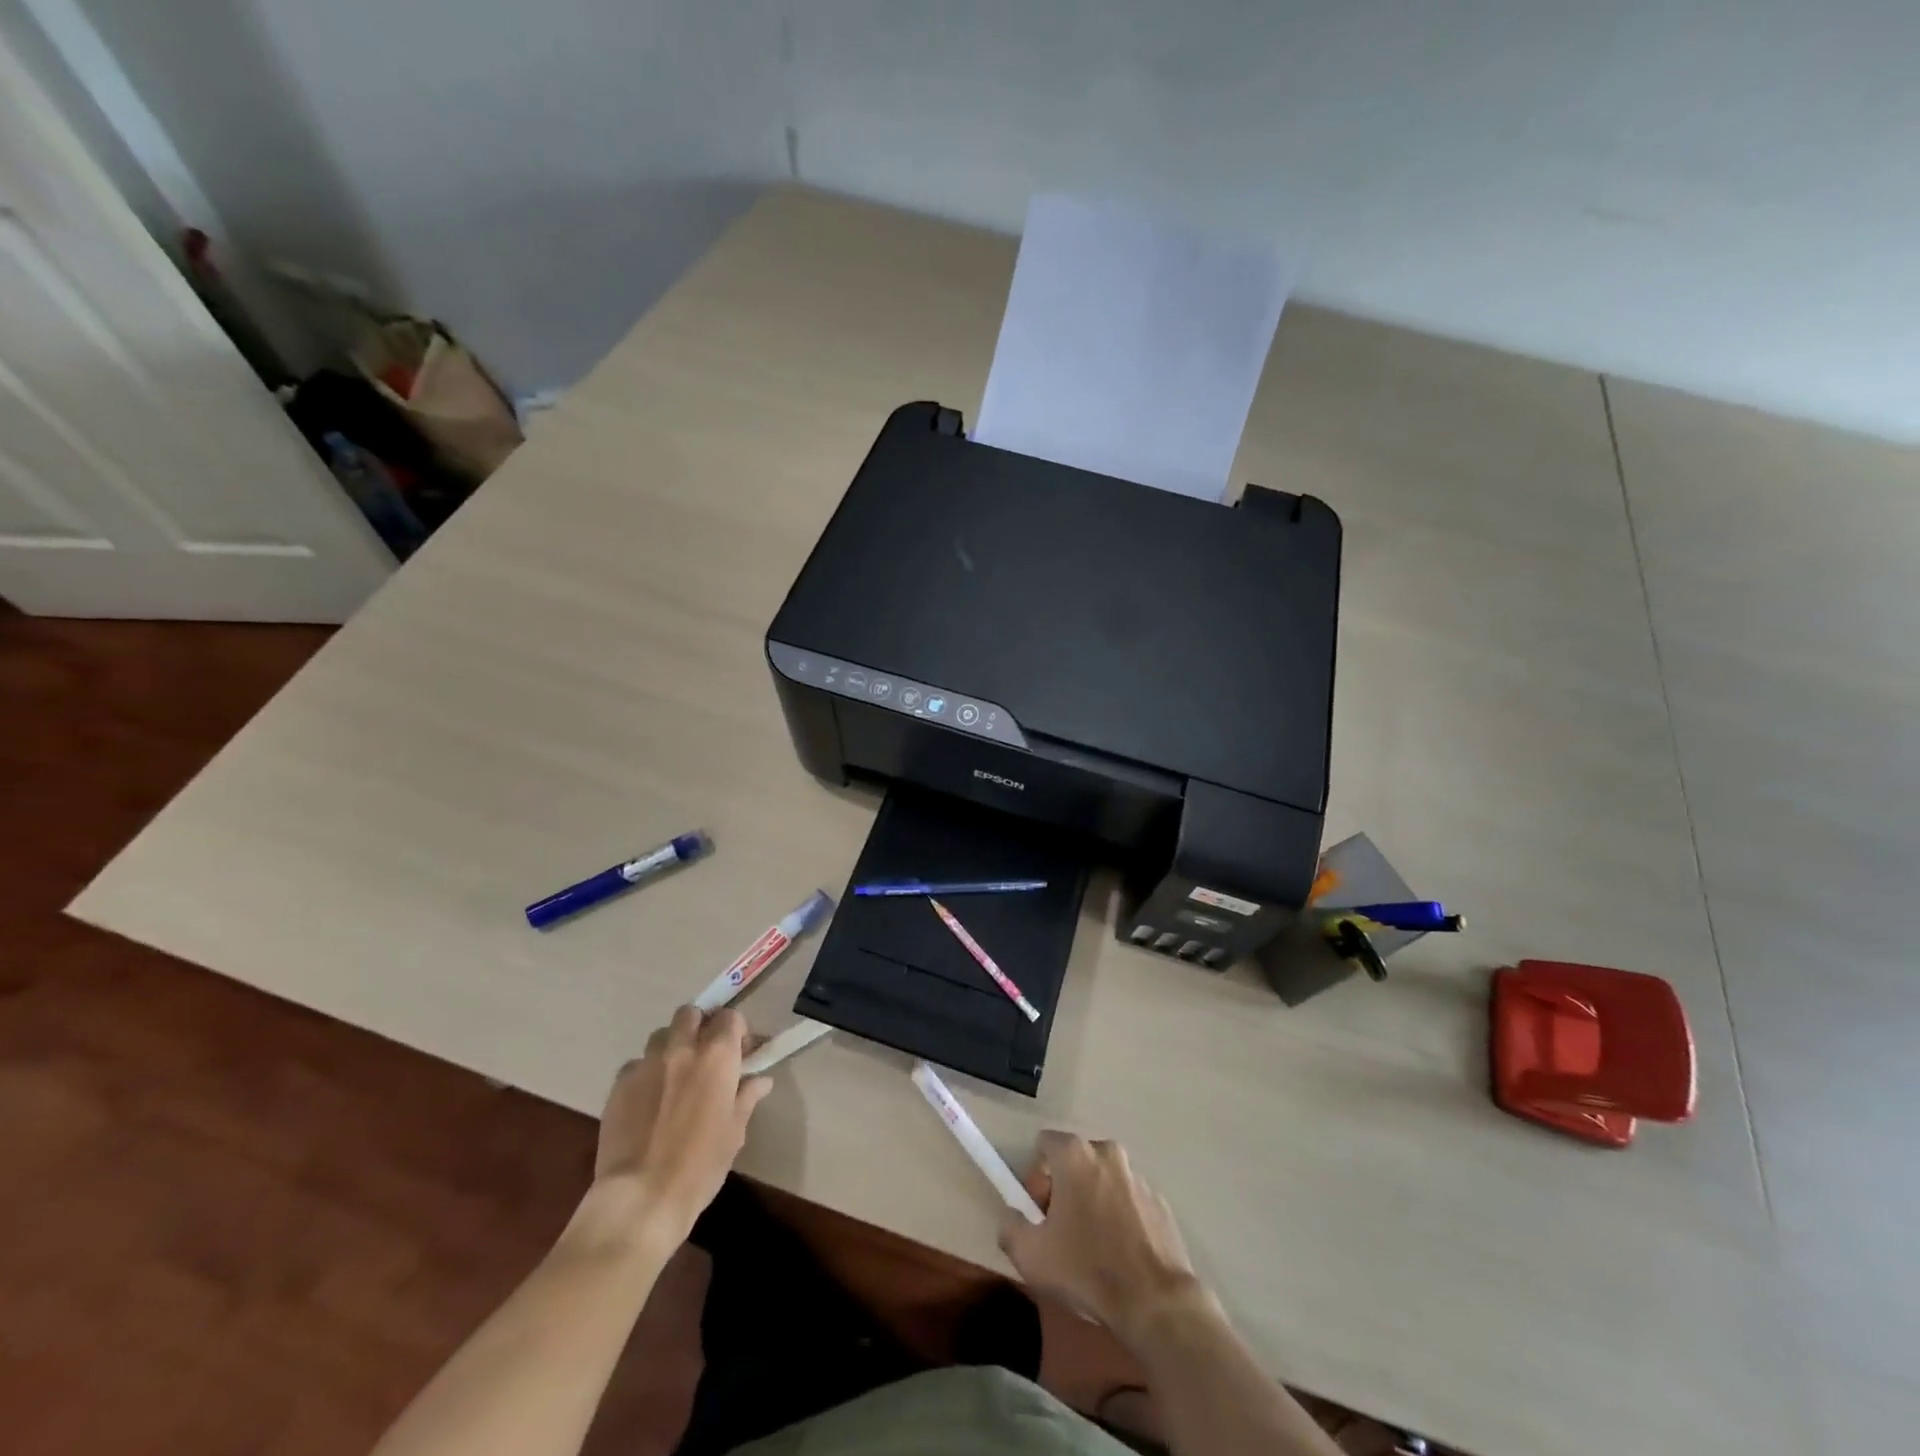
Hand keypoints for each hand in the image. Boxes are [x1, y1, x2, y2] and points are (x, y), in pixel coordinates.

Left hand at [593, 1006, 771, 1244]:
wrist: (642, 1197)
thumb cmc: (700, 1166)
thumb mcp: (734, 1132)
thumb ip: (746, 1097)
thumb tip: (759, 1080)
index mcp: (717, 1056)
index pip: (730, 1017)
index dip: (736, 1031)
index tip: (740, 1052)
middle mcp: (682, 1048)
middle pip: (690, 1013)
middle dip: (699, 1026)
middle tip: (704, 1054)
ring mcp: (647, 1064)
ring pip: (660, 1035)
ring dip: (671, 1046)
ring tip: (673, 1075)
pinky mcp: (618, 1084)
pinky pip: (635, 1065)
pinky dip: (645, 1074)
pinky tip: (647, 1100)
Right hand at [998, 1131, 1210, 1346]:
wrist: (1155, 1303)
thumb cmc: (1087, 1270)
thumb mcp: (1031, 1256)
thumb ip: (1011, 1227)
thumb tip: (1013, 1217)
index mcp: (1075, 1155)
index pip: (1044, 1144)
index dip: (1036, 1176)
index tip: (1039, 1212)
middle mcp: (1107, 1153)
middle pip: (1074, 1160)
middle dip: (1064, 1188)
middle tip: (1061, 1231)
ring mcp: (1137, 1175)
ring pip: (1103, 1179)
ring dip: (1093, 1201)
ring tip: (1093, 1247)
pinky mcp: (1159, 1201)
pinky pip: (1129, 1199)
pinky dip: (1120, 1216)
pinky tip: (1120, 1254)